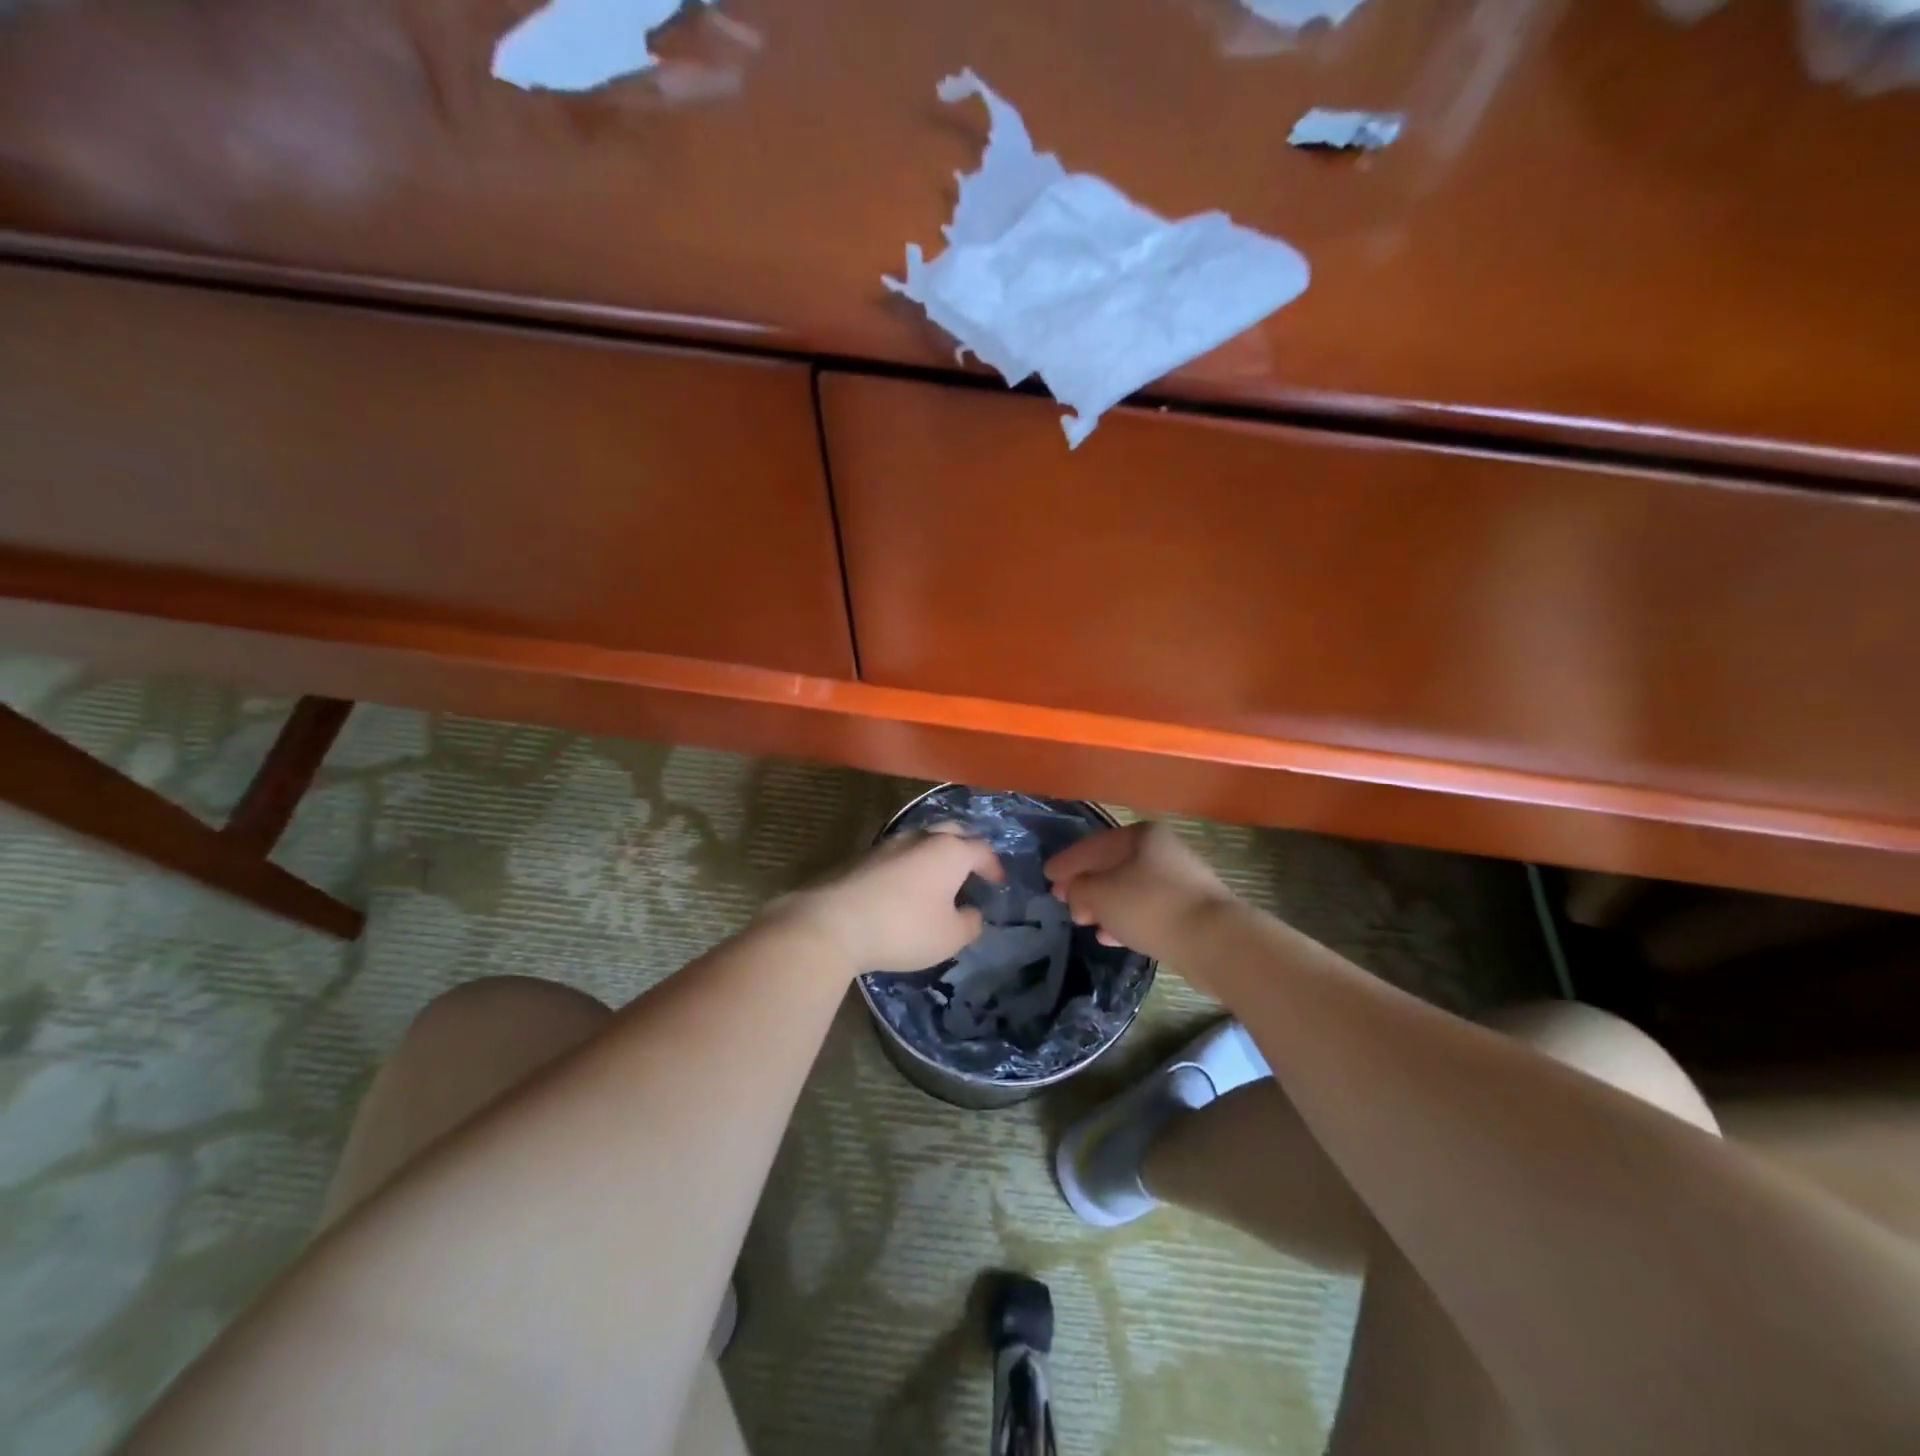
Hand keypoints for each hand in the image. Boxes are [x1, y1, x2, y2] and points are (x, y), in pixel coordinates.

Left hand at [786, 827, 1002, 974]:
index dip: (994, 866)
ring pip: (922, 839)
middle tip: (972, 868)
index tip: (998, 883)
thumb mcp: (950, 937)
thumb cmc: (903, 928)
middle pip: (951, 832)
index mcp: (949, 851)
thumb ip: (970, 923)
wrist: (833, 923)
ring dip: (936, 854)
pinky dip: (911, 865)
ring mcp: (889, 844)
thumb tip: (971, 912)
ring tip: (940, 877)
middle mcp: (921, 838)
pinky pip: (899, 854)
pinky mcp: (864, 857)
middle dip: (966, 847)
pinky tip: (907, 886)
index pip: (981, 850)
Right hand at [1044, 822, 1235, 961]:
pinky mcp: (1189, 910)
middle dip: (1085, 883)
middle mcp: (1162, 851)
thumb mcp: (1100, 895)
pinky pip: (1146, 909)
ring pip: (1129, 888)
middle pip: (1112, 865)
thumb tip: (1075, 891)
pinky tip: (1109, 935)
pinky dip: (1125, 918)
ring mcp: (1179, 880)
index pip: (1093, 845)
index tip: (1047, 875)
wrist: (1214, 940)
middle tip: (1062, 900)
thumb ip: (1078, 889)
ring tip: (1082, 920)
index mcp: (1140, 836)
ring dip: (1103, 903)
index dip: (1066, 862)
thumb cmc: (1150, 906)